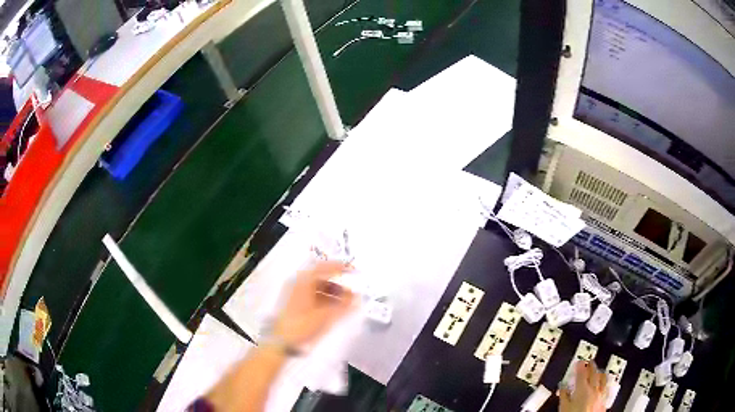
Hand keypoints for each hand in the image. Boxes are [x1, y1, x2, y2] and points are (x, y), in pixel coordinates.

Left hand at [272, 261, 354, 347]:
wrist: (281, 341)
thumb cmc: (302, 325)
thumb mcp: (325, 316)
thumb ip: (343, 306)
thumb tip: (356, 297)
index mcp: (304, 281)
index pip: (324, 267)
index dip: (340, 267)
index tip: (354, 271)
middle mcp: (298, 283)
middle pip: (321, 277)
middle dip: (338, 284)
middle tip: (352, 292)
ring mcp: (295, 294)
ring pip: (317, 288)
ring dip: (332, 292)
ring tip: (346, 303)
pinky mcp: (294, 304)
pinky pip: (313, 296)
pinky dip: (325, 299)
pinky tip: (334, 309)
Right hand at [559, 361, 606, 411]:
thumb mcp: (564, 407)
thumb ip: (564, 396)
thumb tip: (563, 388)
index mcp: (582, 389)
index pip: (582, 373)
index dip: (580, 366)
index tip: (579, 362)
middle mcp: (594, 389)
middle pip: (594, 373)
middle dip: (591, 366)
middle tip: (589, 362)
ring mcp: (601, 395)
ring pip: (603, 379)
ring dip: (600, 373)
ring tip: (598, 371)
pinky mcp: (604, 401)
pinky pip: (606, 388)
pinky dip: (604, 384)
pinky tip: (603, 385)